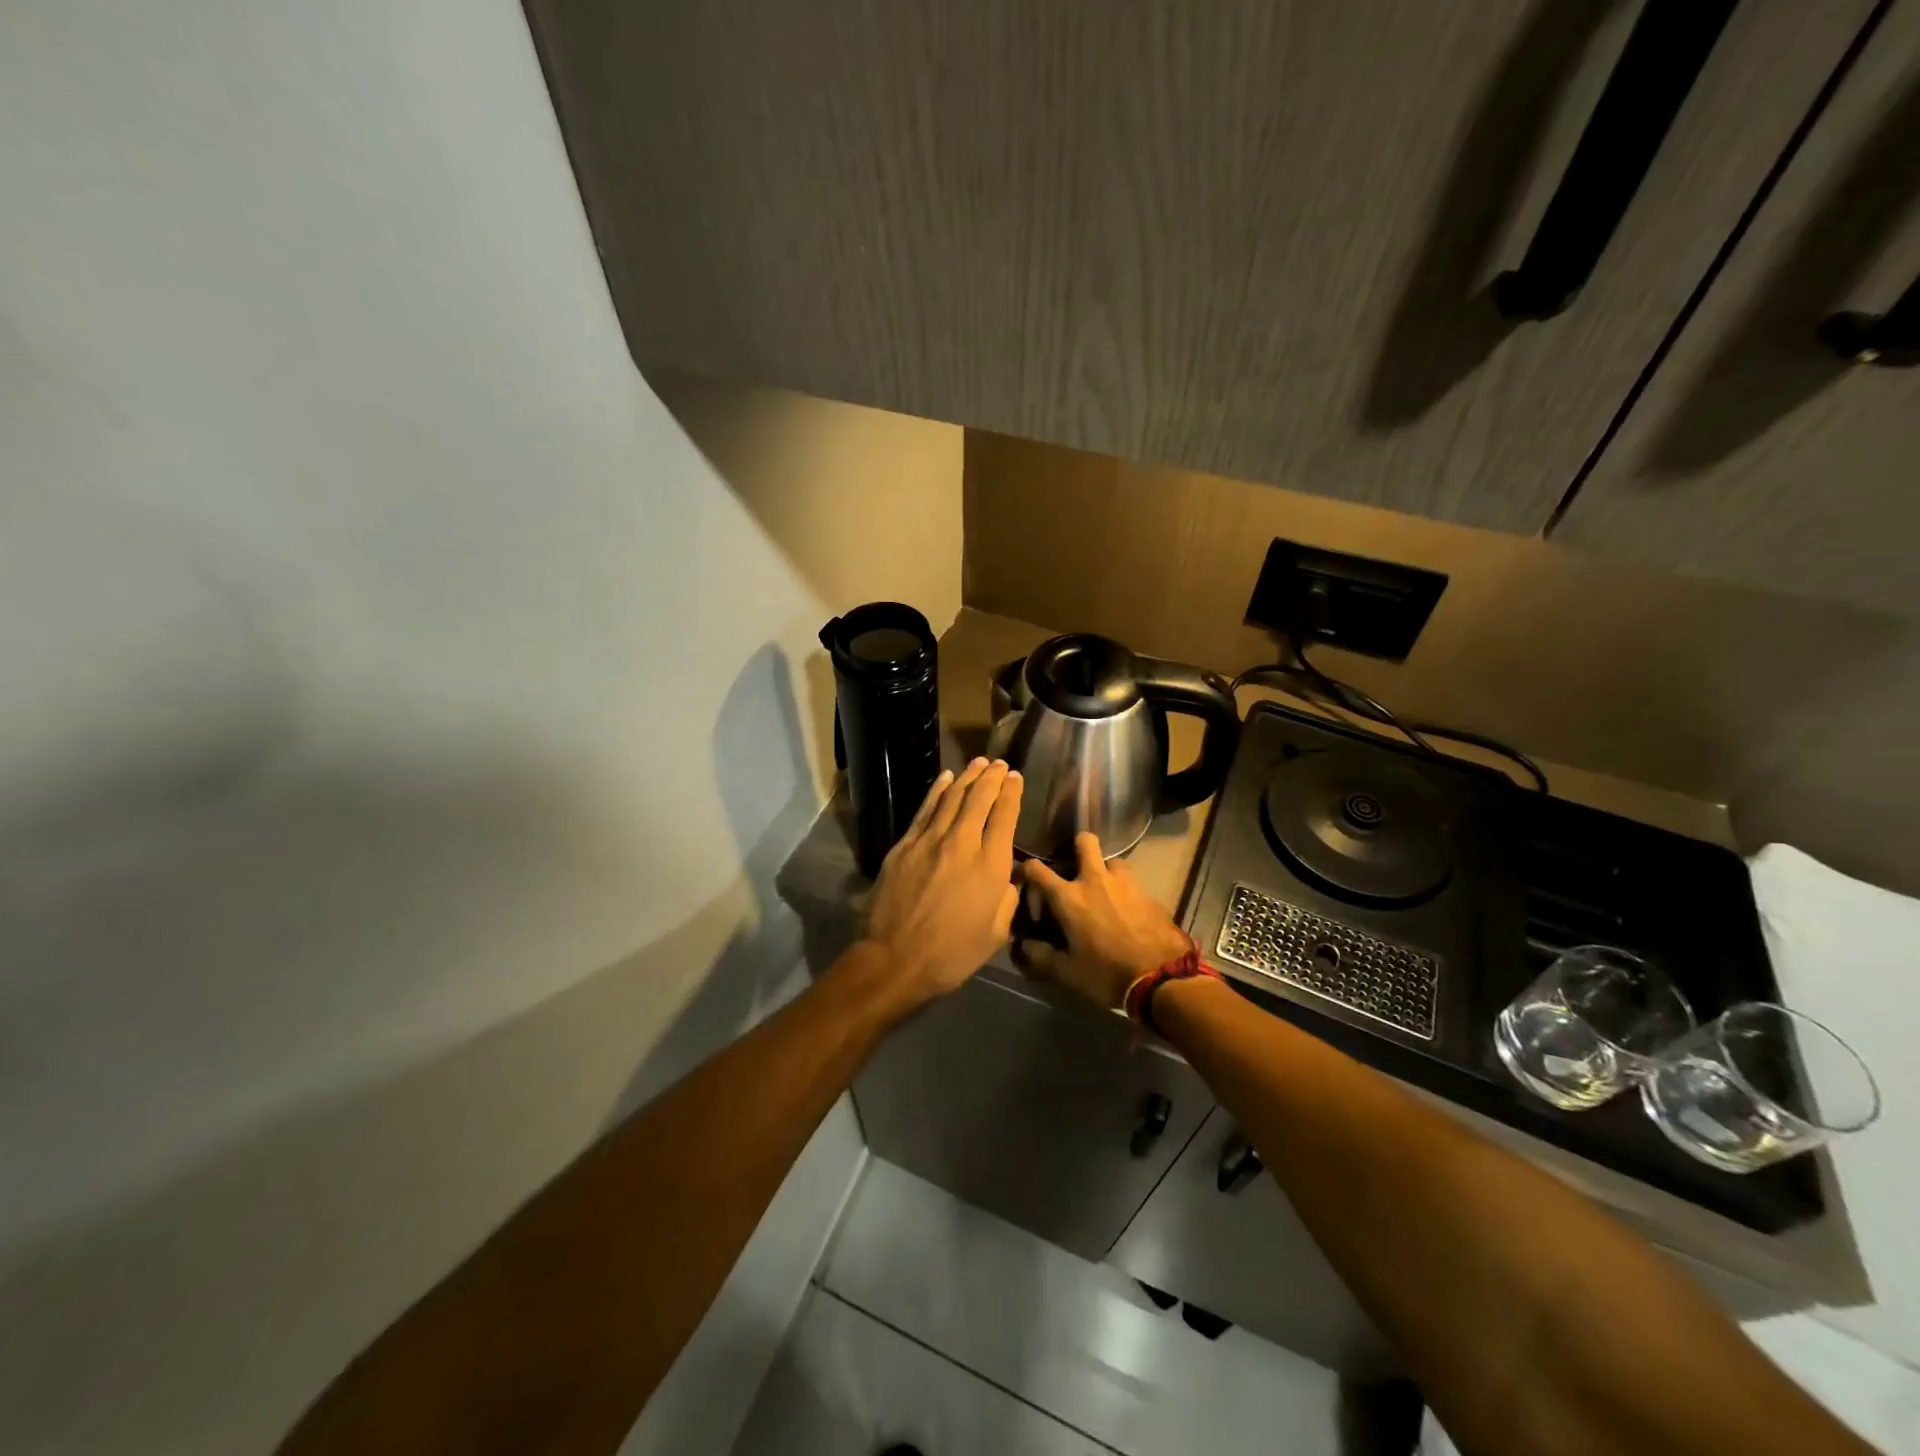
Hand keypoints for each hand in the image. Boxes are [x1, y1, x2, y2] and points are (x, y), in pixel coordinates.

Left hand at [862, 758, 1022, 1004]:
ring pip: (953, 798)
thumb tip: (1010, 876)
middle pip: (980, 799)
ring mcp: (930, 841)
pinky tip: (946, 778)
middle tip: (1000, 764)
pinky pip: (926, 810)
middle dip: (992, 778)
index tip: (1016, 777)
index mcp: (991, 866)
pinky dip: (938, 791)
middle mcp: (963, 843)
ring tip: (979, 763)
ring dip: (968, 777)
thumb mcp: (995, 934)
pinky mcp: (905, 845)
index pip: (1005, 816)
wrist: (895, 959)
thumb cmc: (952, 954)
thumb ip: (1008, 899)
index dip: (1012, 792)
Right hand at [1017, 833, 1190, 1009]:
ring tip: (1104, 890)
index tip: (1023, 875)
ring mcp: (1126, 883)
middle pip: (1085, 842)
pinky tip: (1126, 909)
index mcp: (1069, 897)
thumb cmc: (1106, 972)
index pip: (1038, 870)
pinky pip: (1132, 883)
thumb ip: (1041, 956)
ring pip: (1113, 861)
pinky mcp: (1148, 893)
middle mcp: (1095, 880)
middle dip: (1077, 845)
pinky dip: (1125, 891)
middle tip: (1074, 864)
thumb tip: (1023, 946)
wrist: (1162, 977)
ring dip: (1106, 870)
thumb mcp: (1067, 972)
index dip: (1025, 868)